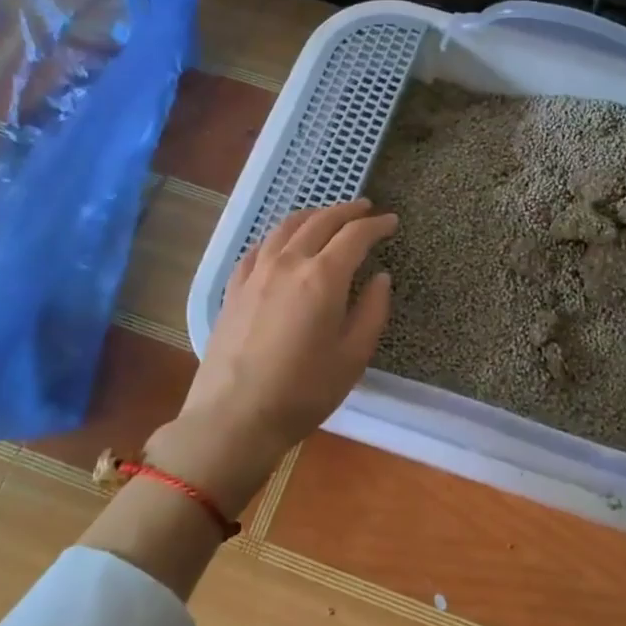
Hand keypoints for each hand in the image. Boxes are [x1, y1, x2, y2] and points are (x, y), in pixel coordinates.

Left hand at [151, 199, 396, 509]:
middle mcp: (288, 263)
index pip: (355, 236)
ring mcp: (256, 273)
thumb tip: (381, 278)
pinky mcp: (234, 288)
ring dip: (313, 216)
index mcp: (323, 277)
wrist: (234, 417)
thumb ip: (372, 311)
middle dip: (347, 211)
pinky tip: (282, 243)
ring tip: (327, 217)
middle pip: (320, 221)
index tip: (391, 222)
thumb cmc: (304, 391)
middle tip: (365, 208)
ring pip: (286, 227)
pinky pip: (259, 247)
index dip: (376, 225)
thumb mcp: (353, 356)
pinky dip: (279, 236)